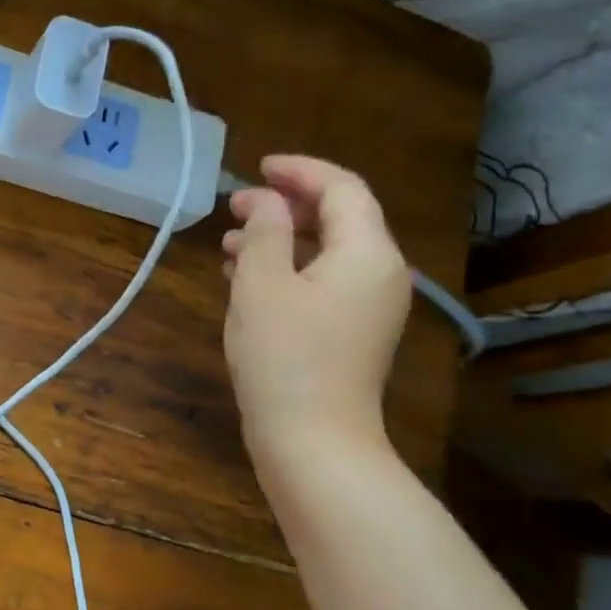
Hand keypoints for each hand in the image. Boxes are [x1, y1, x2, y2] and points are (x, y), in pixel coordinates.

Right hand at [221, 155, 410, 490]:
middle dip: (287, 205)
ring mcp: (371, 307)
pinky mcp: (354, 333)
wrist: (313, 441)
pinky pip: (324, 283)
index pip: (341, 189)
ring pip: (327, 253)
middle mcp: (380, 273)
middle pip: (340, 218)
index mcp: (367, 253)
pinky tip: (247, 279)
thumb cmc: (284, 358)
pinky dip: (289, 270)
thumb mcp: (262, 285)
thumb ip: (264, 231)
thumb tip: (264, 201)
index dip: (299, 171)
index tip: (257, 168)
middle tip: (237, 205)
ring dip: (282, 240)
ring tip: (230, 242)